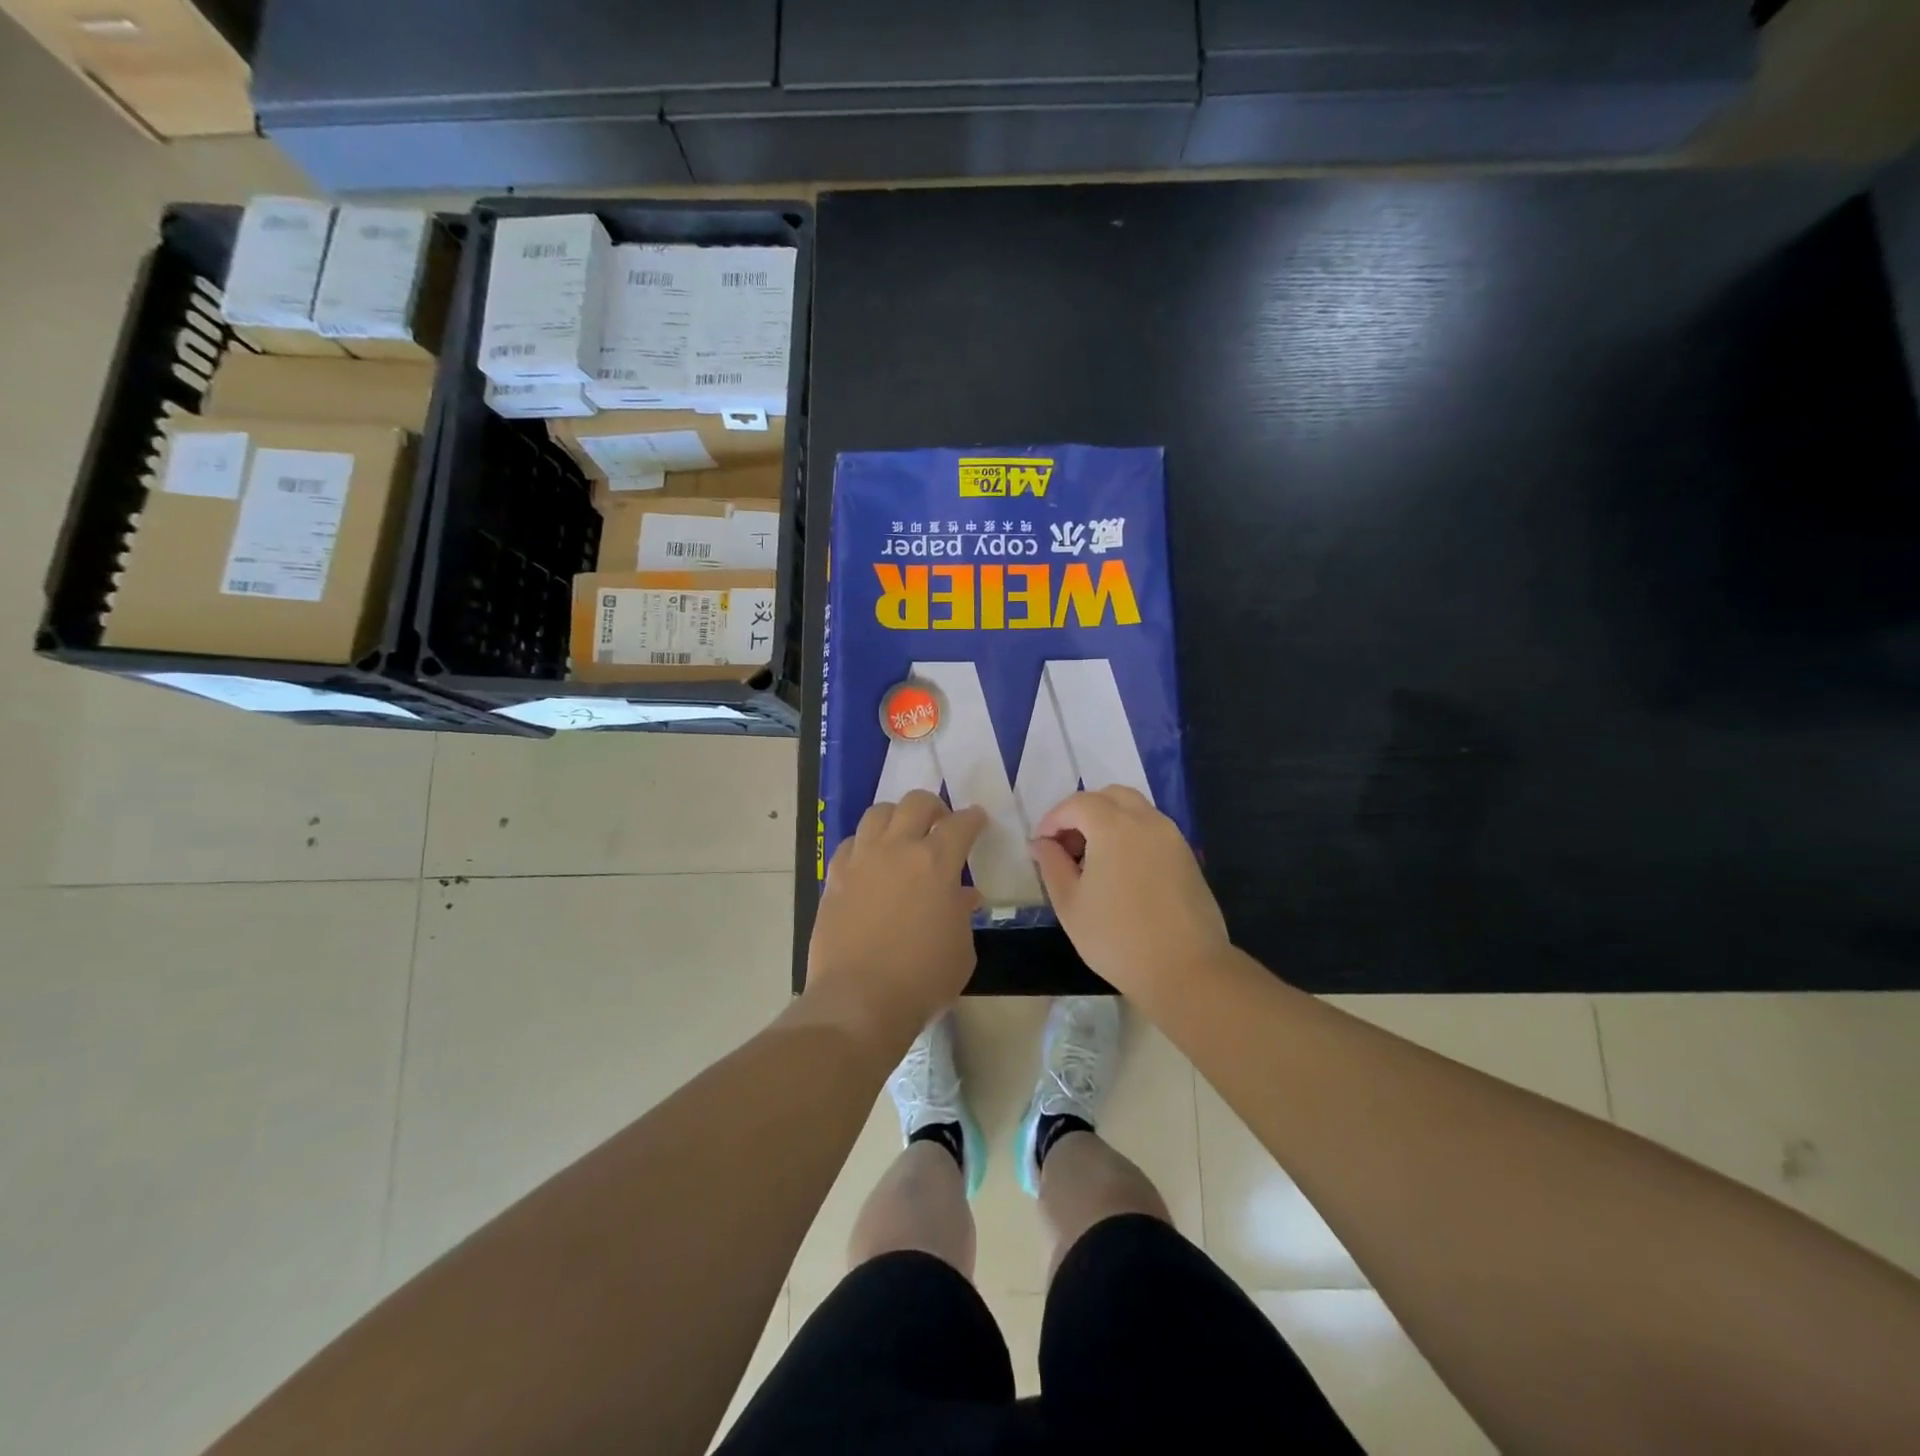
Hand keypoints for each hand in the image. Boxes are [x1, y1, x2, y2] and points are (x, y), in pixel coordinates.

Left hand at [805, 790, 986, 1055]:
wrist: (858, 1001)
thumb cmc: (922, 979)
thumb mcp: (961, 950)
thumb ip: (961, 913)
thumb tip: (962, 897)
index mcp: (936, 862)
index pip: (960, 824)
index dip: (973, 819)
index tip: (977, 820)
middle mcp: (897, 849)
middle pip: (915, 803)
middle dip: (933, 806)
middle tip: (940, 823)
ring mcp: (861, 860)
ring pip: (877, 813)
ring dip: (896, 816)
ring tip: (902, 834)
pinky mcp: (835, 877)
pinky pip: (850, 843)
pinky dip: (865, 844)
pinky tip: (870, 861)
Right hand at [1031, 787, 1229, 1002]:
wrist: (1186, 970)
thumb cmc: (1117, 938)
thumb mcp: (1070, 904)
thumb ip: (1051, 865)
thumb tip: (1041, 844)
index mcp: (1113, 826)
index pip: (1077, 803)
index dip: (1053, 820)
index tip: (1041, 846)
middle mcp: (1146, 820)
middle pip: (1109, 796)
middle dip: (1083, 812)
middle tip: (1067, 846)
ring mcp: (1172, 836)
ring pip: (1135, 809)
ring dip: (1109, 821)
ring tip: (1093, 859)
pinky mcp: (1187, 856)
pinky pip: (1152, 830)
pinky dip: (1131, 835)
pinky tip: (1121, 872)